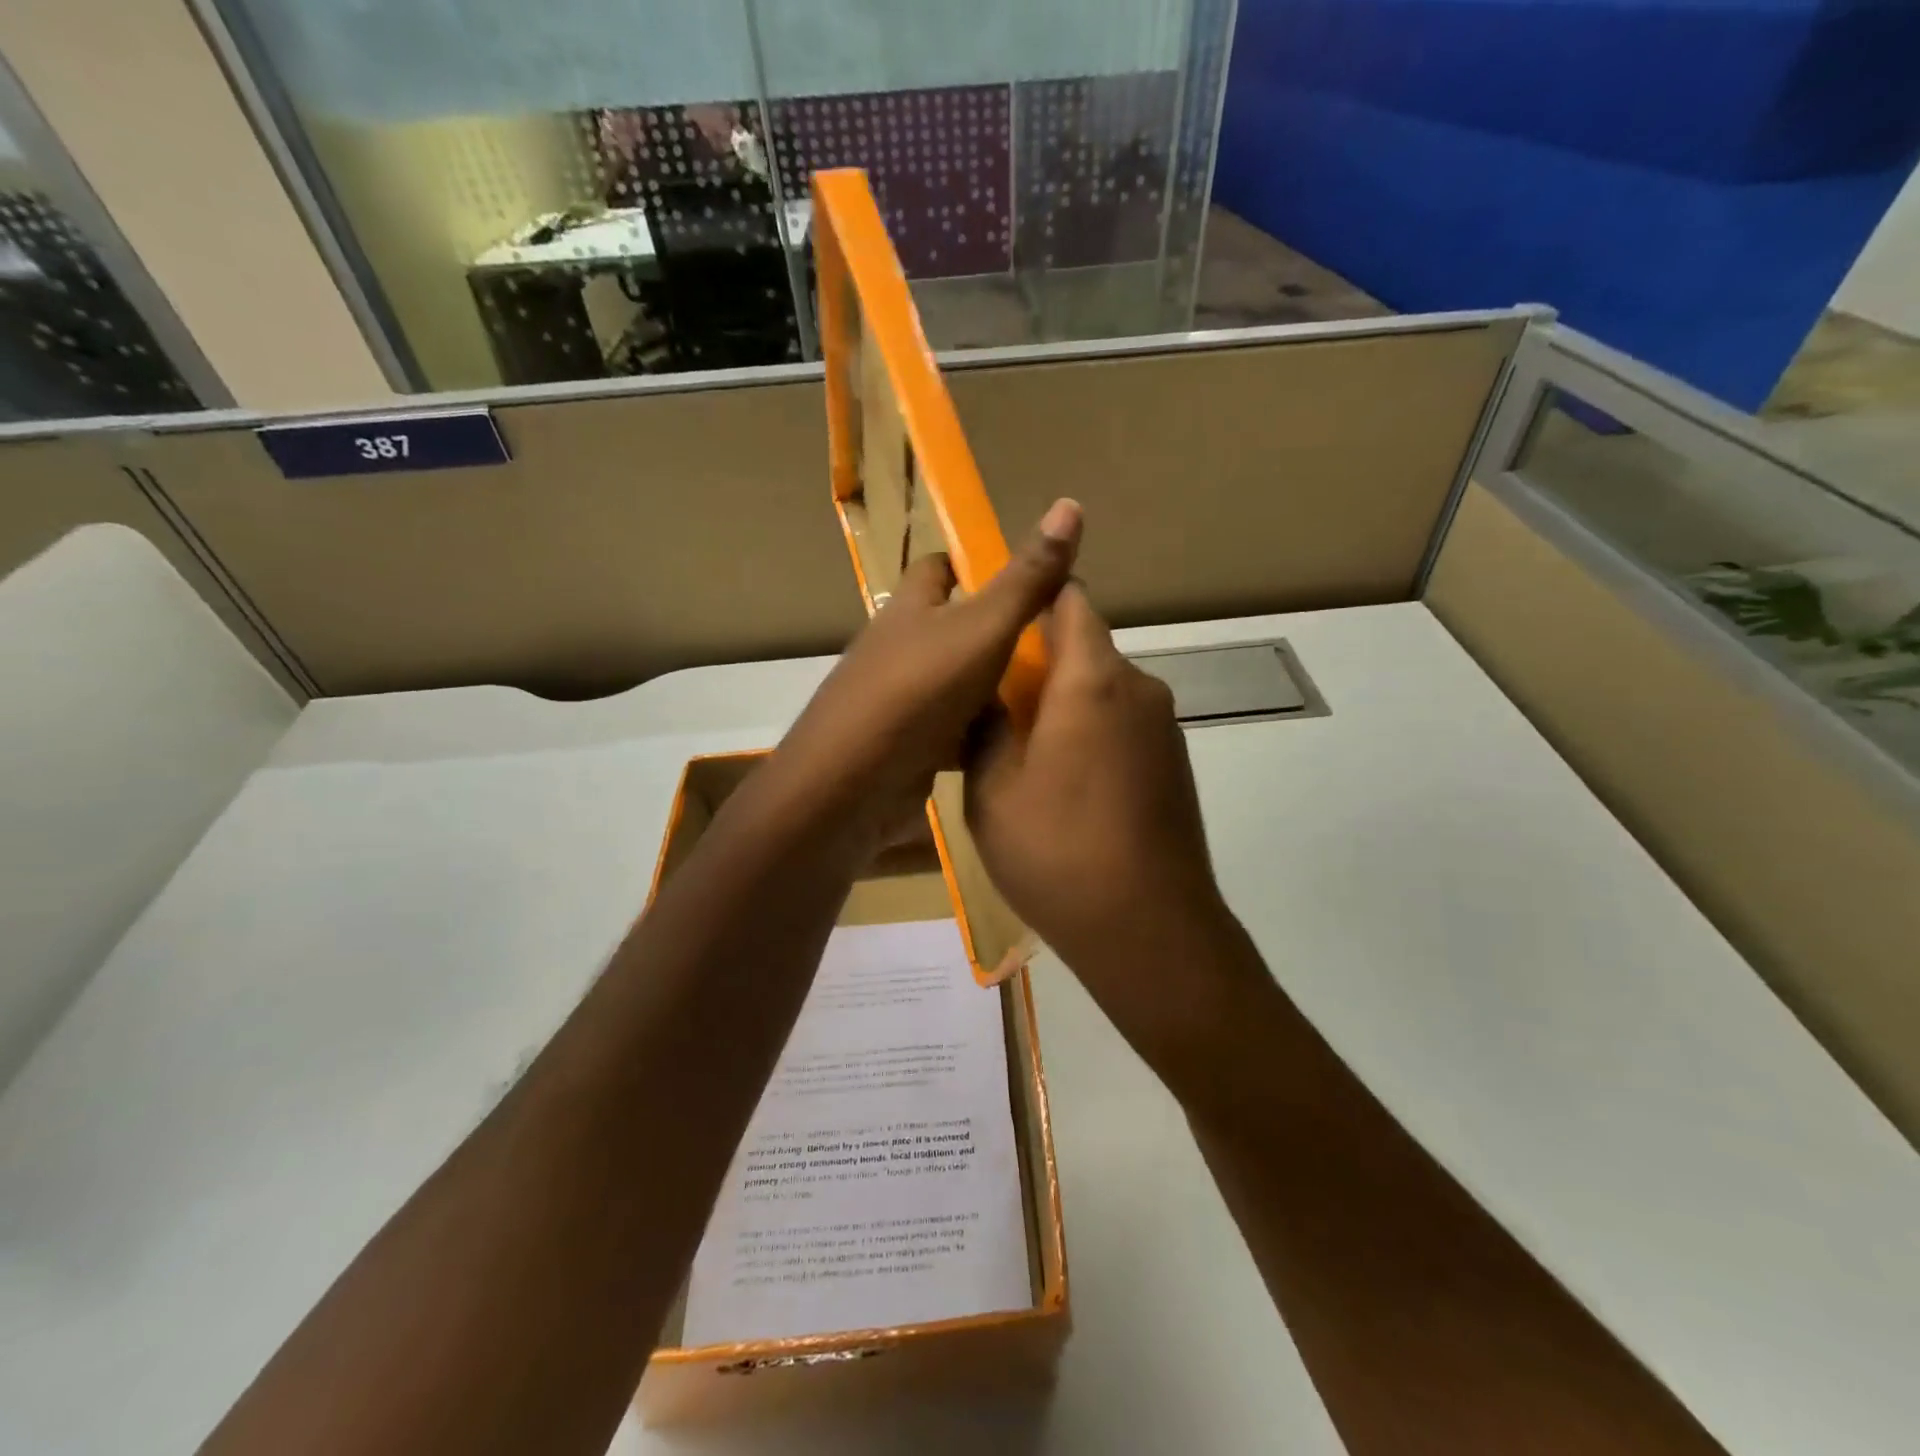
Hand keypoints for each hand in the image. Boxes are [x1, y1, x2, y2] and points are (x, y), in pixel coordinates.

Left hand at [769, 499, 1083, 840]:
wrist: (851, 784)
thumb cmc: (917, 691)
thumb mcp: (982, 629)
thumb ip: (1025, 579)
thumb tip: (1070, 504)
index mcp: (910, 608)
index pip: (938, 568)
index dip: (975, 565)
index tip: (1024, 580)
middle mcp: (900, 648)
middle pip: (951, 629)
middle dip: (997, 634)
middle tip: (1056, 646)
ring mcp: (899, 701)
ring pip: (956, 684)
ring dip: (993, 690)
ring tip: (1052, 696)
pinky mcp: (905, 747)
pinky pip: (952, 732)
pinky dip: (980, 736)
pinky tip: (1018, 745)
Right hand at [966, 585, 1256, 1076]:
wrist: (1150, 930)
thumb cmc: (1058, 852)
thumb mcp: (992, 791)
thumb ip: (986, 727)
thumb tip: (985, 695)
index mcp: (1091, 680)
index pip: (1070, 600)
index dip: (1034, 598)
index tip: (996, 622)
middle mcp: (1138, 689)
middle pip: (1086, 647)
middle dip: (1039, 664)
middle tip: (992, 706)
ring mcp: (1164, 728)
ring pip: (1103, 690)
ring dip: (1064, 704)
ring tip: (1023, 755)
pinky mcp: (1175, 764)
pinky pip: (1123, 725)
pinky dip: (1091, 734)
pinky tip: (1066, 788)